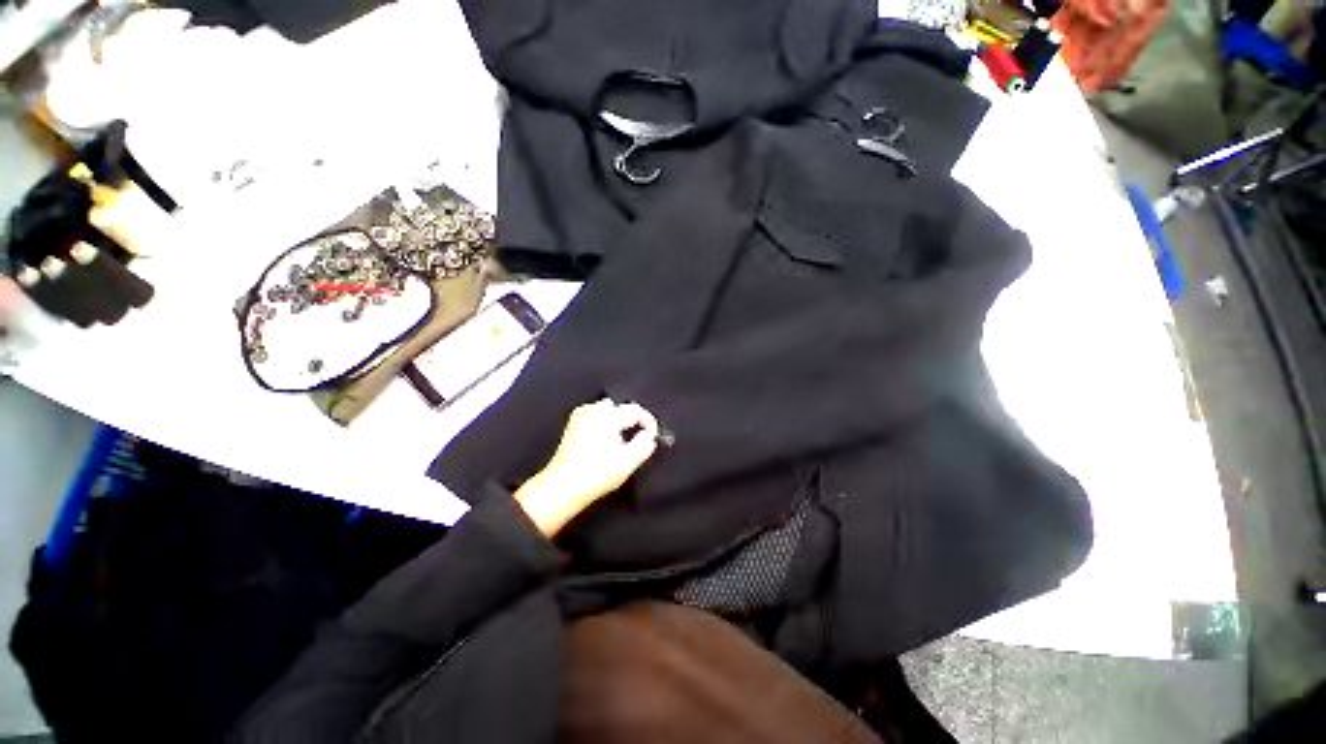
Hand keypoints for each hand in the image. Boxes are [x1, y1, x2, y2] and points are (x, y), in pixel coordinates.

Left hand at [514, 399, 659, 535]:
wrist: (564, 487)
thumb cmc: (594, 475)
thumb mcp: (628, 462)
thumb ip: (645, 445)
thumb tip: (649, 437)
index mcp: (607, 417)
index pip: (636, 410)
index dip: (649, 422)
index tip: (653, 436)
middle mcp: (593, 411)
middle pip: (622, 408)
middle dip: (633, 421)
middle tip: (639, 439)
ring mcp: (581, 416)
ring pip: (608, 409)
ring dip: (618, 421)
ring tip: (622, 440)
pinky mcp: (573, 424)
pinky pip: (595, 414)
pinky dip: (604, 422)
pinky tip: (605, 439)